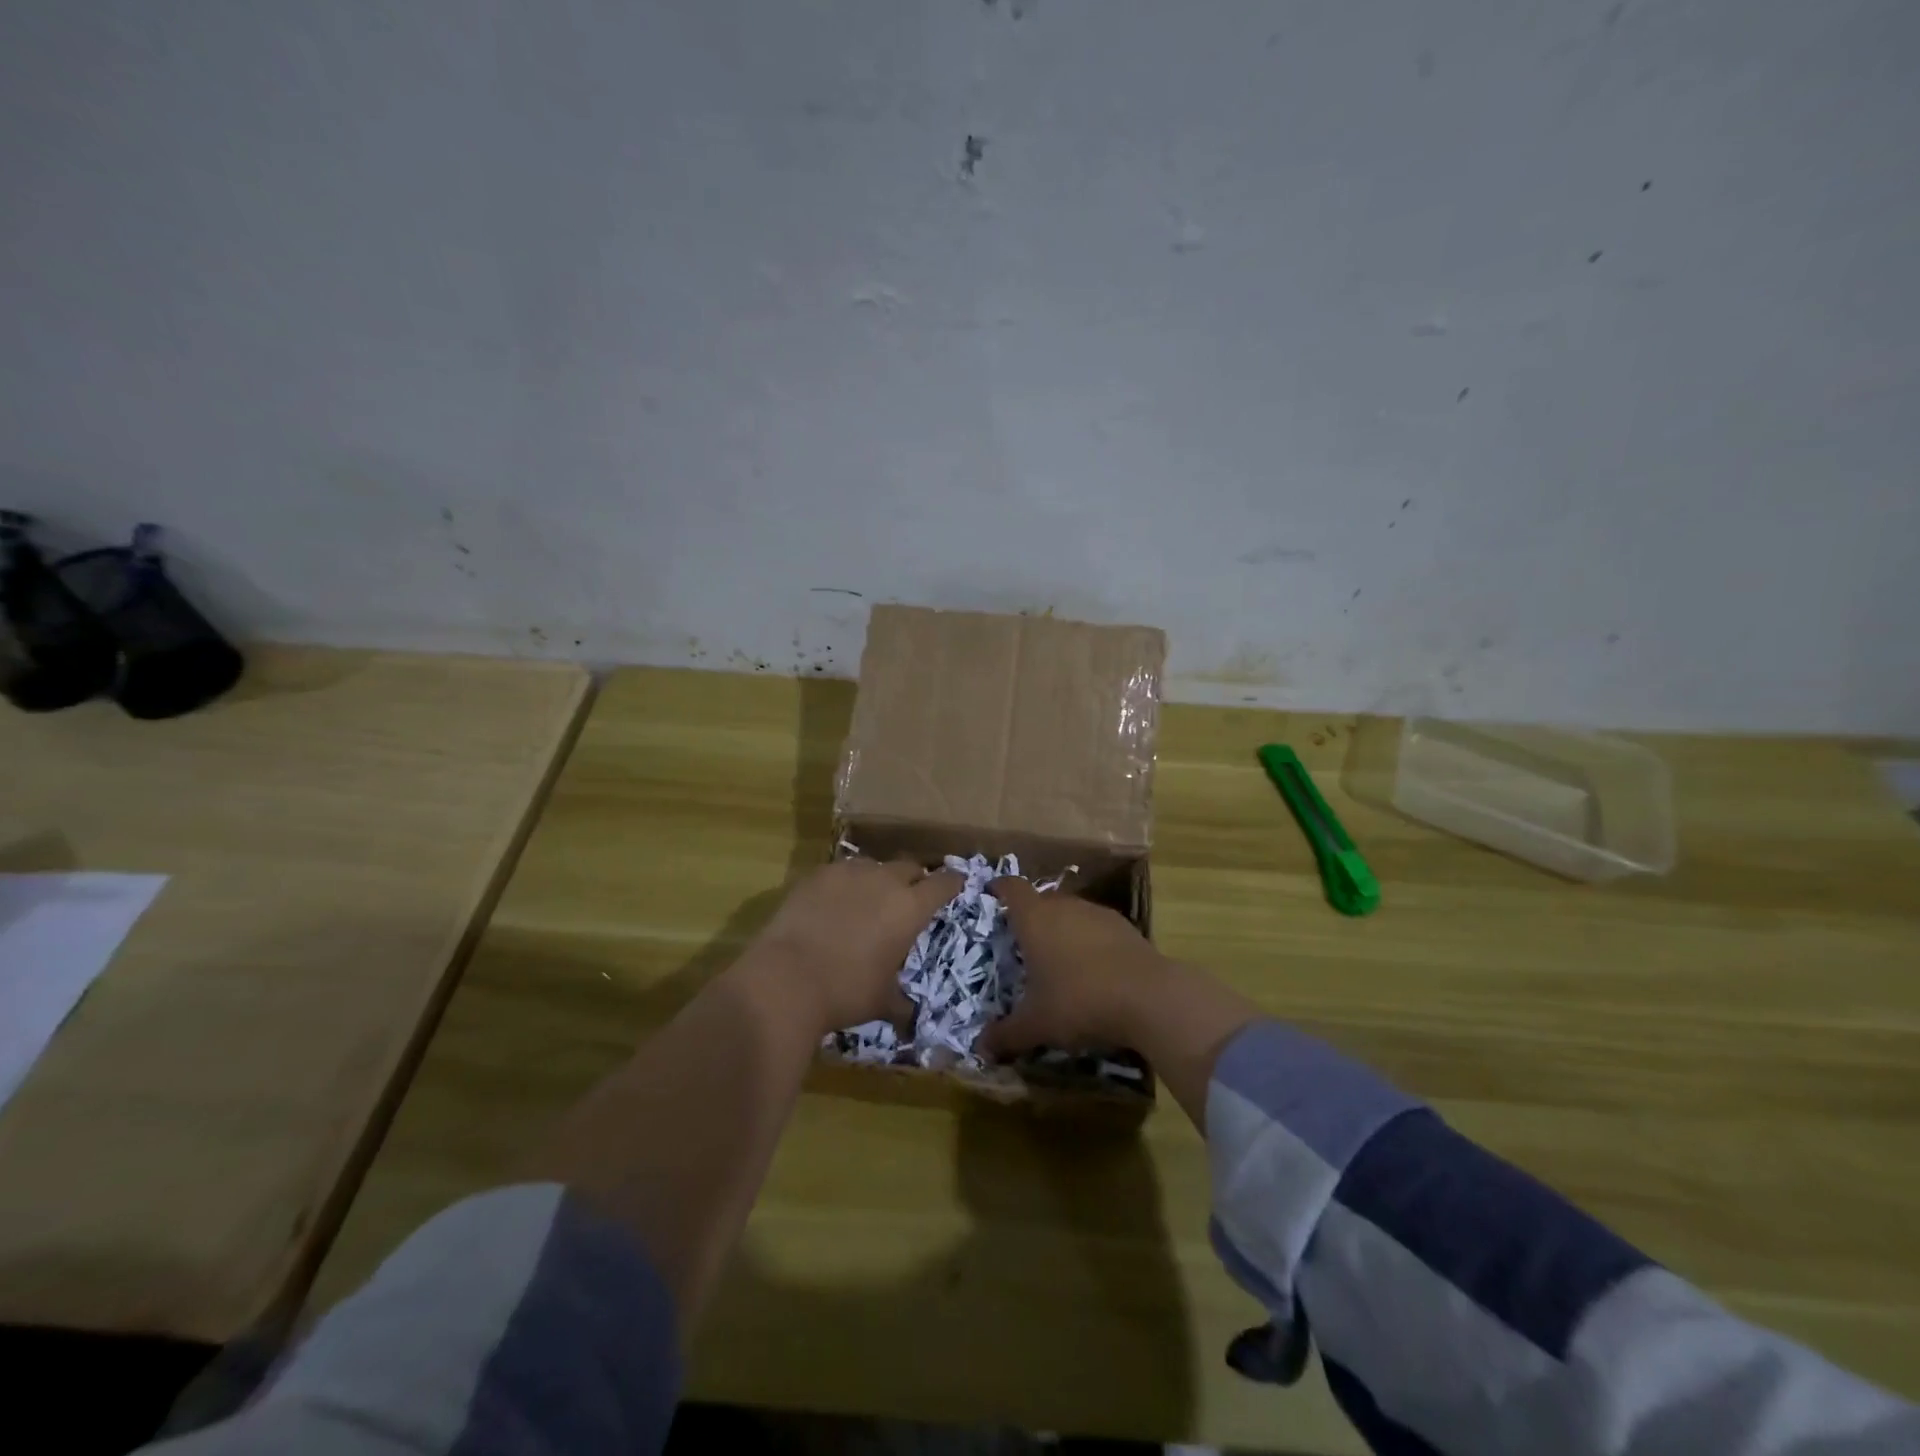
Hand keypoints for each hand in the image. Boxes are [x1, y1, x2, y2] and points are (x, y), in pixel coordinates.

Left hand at [746, 857, 961, 1036]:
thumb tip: (911, 1020)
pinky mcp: (817, 874)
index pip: (943, 883)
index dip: (952, 883)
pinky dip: (845, 883)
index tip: (955, 885)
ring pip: (874, 865)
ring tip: (868, 900)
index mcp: (910, 908)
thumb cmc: (845, 991)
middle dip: (914, 879)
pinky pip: (841, 871)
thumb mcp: (881, 1002)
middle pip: (909, 866)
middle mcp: (884, 880)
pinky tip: (833, 902)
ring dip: (878, 879)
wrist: (787, 978)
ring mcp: (849, 872)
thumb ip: (902, 1003)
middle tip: (909, 897)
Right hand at [979, 876, 1169, 1059]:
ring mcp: (1098, 914)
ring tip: (1059, 961)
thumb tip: (981, 1048)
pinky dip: (1090, 943)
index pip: (1012, 888)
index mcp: (1035, 919)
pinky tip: (1094, 971)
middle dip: (1031, 918)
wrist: (1150, 998)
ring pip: (1072, 913)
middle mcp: (1065, 906)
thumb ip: (1006, 1035)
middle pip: (1042, 900)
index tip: (992, 894)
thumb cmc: (1079, 1001)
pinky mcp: (1127, 928)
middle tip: (1023, 944)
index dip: (1000, 889)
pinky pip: (1098, 928)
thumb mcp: (1036, 1025)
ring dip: (1063, 930)